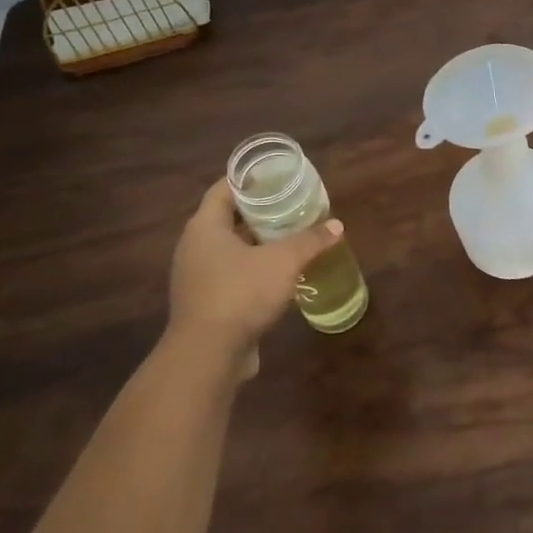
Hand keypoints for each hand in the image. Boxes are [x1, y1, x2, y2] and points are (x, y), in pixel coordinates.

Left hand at [167, 179, 342, 377]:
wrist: (207, 356)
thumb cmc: (241, 294)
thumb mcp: (284, 262)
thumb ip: (310, 240)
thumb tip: (336, 225)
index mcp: (205, 227)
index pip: (224, 189)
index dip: (249, 180)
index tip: (276, 176)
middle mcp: (195, 247)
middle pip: (228, 218)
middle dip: (260, 212)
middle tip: (292, 205)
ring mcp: (197, 277)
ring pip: (231, 249)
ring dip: (258, 243)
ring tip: (291, 237)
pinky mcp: (206, 303)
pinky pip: (232, 275)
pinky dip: (254, 269)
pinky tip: (281, 275)